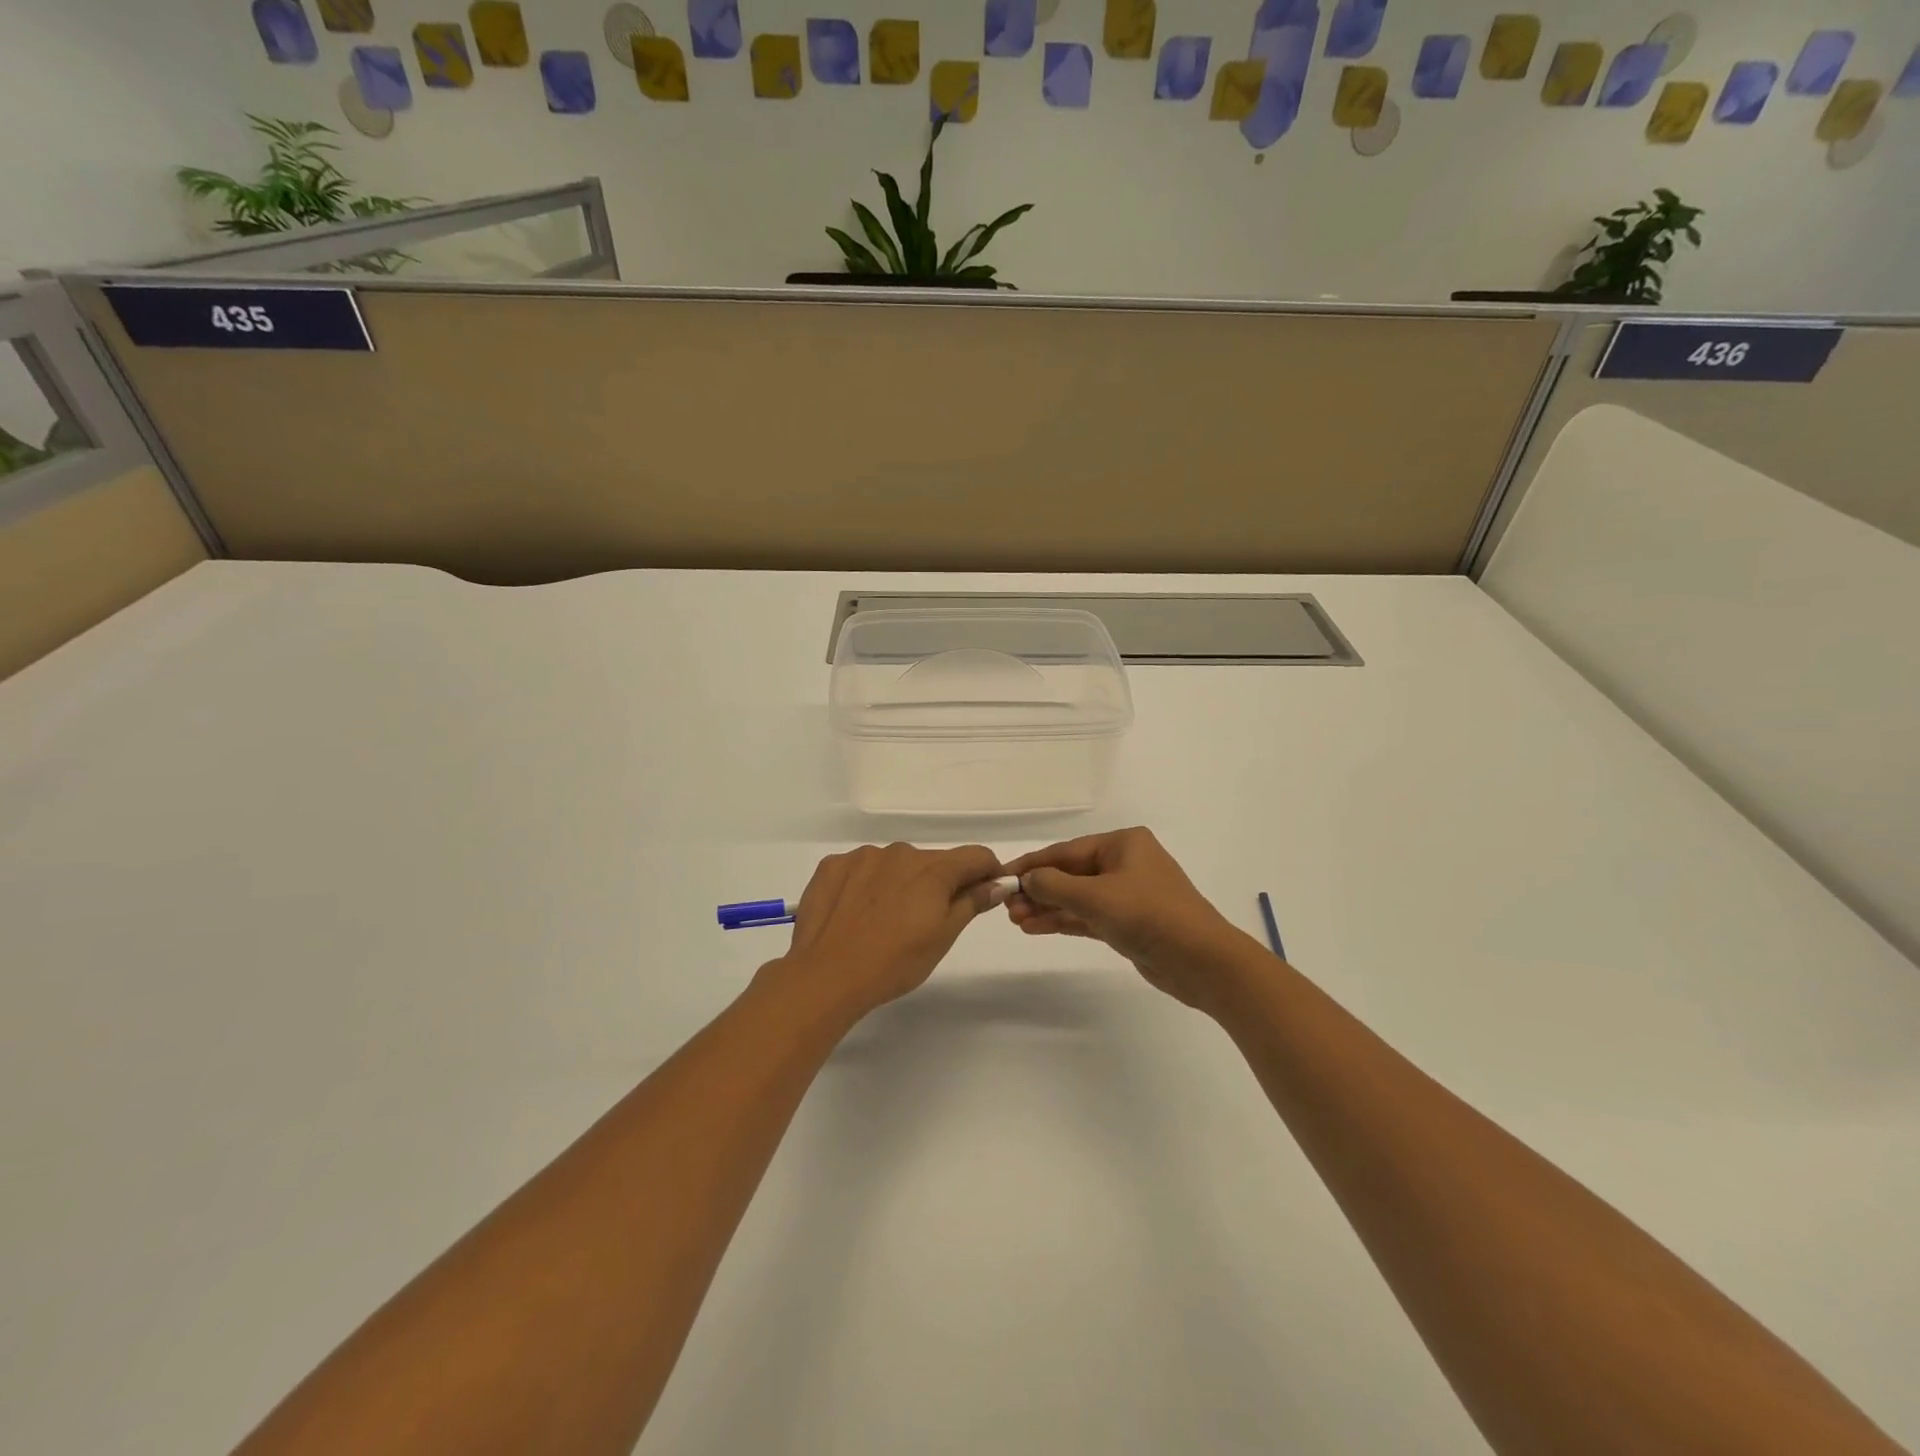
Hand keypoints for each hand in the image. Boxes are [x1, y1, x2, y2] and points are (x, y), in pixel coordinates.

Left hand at [767, 843, 1002, 1021]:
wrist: (826, 976)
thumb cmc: (894, 963)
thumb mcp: (943, 938)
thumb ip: (971, 903)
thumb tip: (998, 883)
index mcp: (932, 869)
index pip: (975, 856)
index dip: (987, 873)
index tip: (984, 893)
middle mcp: (900, 852)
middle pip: (933, 861)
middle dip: (938, 883)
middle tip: (925, 921)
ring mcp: (863, 856)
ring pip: (895, 863)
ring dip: (900, 882)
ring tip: (885, 920)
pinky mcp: (833, 865)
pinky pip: (861, 868)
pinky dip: (866, 884)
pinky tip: (857, 913)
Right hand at [1003, 828, 1255, 1009]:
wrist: (1203, 962)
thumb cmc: (1149, 915)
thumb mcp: (1095, 897)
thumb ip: (1054, 886)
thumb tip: (1026, 879)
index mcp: (1123, 844)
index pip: (1066, 851)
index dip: (1032, 865)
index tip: (1000, 877)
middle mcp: (1125, 863)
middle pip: (1071, 873)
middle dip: (1038, 890)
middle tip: (1006, 907)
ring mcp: (1128, 894)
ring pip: (1077, 897)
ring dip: (1047, 907)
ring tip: (1016, 920)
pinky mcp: (1129, 923)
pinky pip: (1088, 916)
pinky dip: (1064, 920)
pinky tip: (1036, 928)